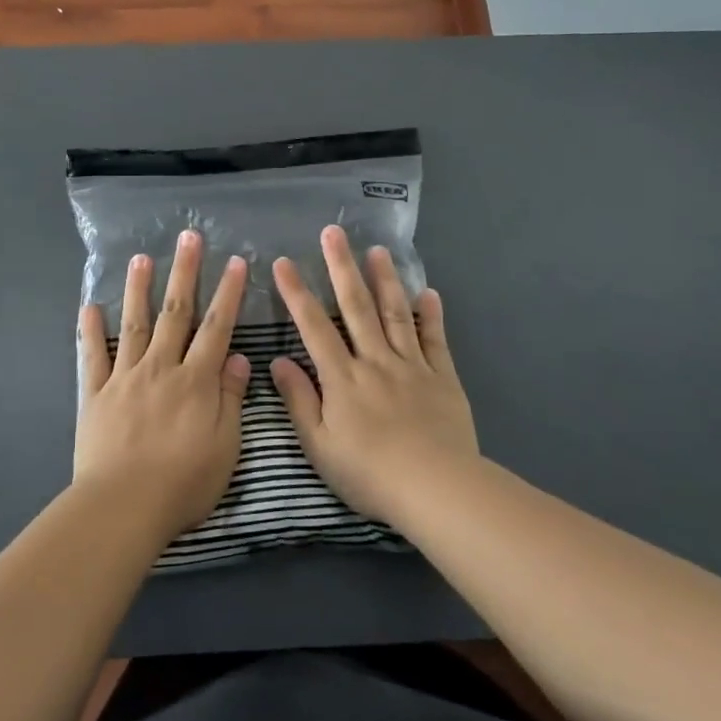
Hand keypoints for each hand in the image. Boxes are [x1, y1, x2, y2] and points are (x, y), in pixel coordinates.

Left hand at [76, 230, 248, 540]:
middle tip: (188, 237)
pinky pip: (92, 356)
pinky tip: (88, 306)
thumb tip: (239, 358)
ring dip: (138, 289)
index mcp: (195, 380)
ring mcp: (125, 377)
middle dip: (184, 272)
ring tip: (140, 258)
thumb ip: (231, 398)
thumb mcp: (225, 446)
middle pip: (175, 312)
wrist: (123, 505)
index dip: (228, 293)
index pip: (217, 327)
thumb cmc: (183, 483)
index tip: (236, 262)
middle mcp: (161, 368)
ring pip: (135, 324)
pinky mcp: (95, 394)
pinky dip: (90, 330)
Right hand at [270, 225, 477, 525]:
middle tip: (333, 233)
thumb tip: (278, 361)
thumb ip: (299, 401)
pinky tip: (428, 292)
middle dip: (341, 267)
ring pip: (395, 313)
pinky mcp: (442, 377)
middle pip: (356, 306)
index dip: (297, 293)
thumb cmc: (369, 473)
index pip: (314, 326)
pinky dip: (431, 315)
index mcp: (342, 378)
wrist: (435, 488)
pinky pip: (435, 340)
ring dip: (385, 279)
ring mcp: (411, 366)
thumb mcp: (319, 446)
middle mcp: (375, 360)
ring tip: (378, 250)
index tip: (284, 262)